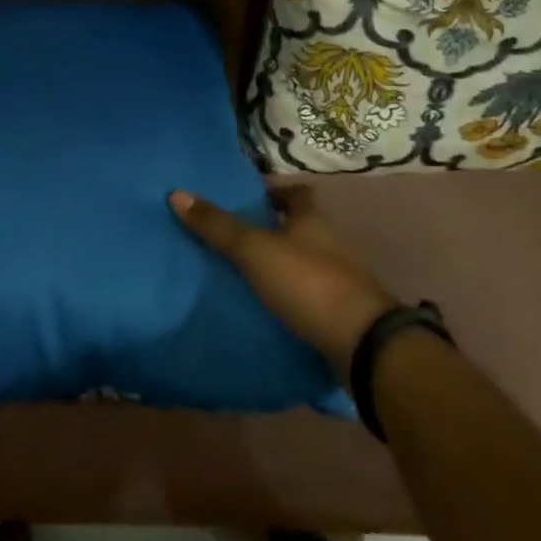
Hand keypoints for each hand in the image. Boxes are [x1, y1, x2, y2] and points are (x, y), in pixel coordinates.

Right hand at [169, 183, 397, 371]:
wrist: (364, 346)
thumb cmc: (308, 282)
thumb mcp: (254, 250)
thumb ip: (217, 226)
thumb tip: (177, 193)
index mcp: (312, 221)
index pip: (297, 195)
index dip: (275, 193)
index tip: (250, 199)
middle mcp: (329, 246)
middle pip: (300, 230)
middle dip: (273, 232)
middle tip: (235, 237)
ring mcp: (340, 284)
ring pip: (304, 266)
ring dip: (280, 268)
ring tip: (243, 275)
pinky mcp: (341, 318)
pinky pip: (309, 300)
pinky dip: (290, 301)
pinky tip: (266, 310)